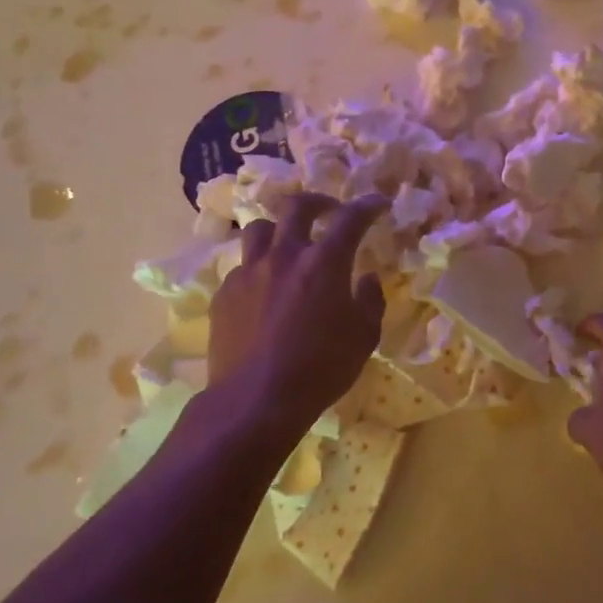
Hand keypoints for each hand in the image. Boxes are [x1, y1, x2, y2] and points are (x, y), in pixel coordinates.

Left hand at [207, 193, 388, 426]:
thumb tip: (367, 278)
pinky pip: (242, 266)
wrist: (255, 400)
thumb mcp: (364, 338)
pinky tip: (265, 288)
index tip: (378, 204)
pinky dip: (258, 267)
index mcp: (325, 262)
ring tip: (288, 243)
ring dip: (279, 229)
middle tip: (329, 211)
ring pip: (259, 229)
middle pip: (297, 207)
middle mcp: (285, 255)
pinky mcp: (224, 293)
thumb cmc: (320, 369)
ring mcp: (249, 272)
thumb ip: (370, 301)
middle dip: (318, 202)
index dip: (367, 206)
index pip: (350, 219)